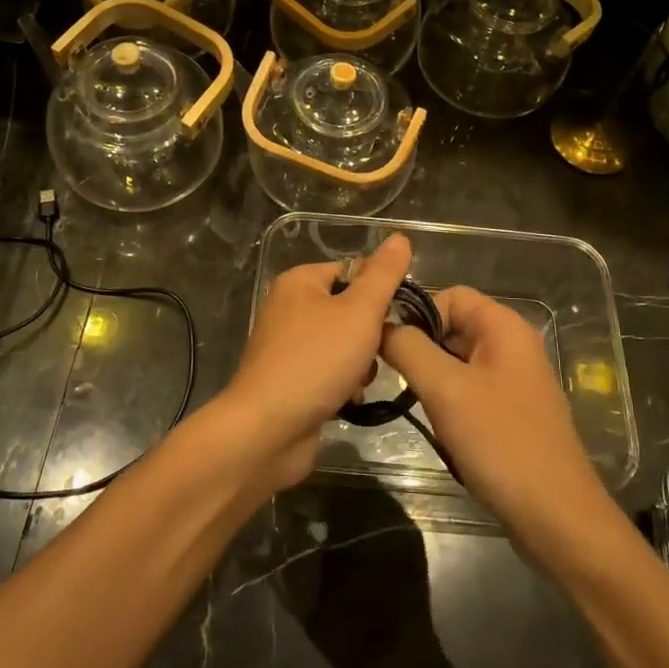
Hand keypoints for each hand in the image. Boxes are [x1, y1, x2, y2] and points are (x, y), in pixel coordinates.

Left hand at [219, 234, 412, 490]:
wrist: (268, 429)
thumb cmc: (316, 360)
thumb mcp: (359, 311)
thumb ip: (383, 275)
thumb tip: (400, 238)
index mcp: (299, 282)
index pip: (351, 272)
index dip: (378, 292)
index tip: (397, 317)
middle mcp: (288, 308)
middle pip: (348, 310)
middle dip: (369, 335)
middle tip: (375, 353)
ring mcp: (285, 347)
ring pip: (341, 345)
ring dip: (359, 364)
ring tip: (359, 381)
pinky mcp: (288, 381)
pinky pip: (327, 372)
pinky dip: (341, 385)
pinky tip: (347, 400)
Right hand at [382, 287, 613, 559]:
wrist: (556, 518)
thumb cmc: (500, 442)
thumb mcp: (445, 389)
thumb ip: (408, 348)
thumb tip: (380, 325)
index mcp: (504, 327)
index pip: (449, 295)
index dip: (416, 314)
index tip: (387, 345)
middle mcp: (512, 345)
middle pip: (452, 326)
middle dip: (420, 348)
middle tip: (392, 377)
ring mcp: (514, 380)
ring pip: (457, 361)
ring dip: (432, 379)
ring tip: (416, 405)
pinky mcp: (511, 412)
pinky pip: (469, 390)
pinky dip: (449, 402)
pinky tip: (440, 428)